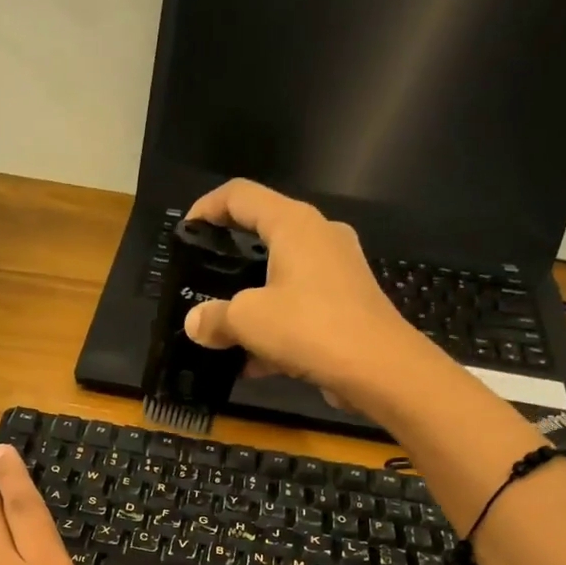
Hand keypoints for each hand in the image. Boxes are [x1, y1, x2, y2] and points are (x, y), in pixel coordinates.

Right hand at [183, 178, 438, 417]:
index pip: (241, 195)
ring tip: (223, 333)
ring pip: (281, 279)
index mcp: (294, 224)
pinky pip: (299, 309)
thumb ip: (215, 318)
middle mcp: (319, 237)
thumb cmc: (310, 327)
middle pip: (263, 236)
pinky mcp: (346, 305)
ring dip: (251, 304)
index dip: (207, 207)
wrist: (379, 369)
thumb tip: (194, 323)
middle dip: (229, 262)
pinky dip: (275, 329)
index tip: (186, 233)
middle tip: (202, 285)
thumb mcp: (249, 321)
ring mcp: (337, 272)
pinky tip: (253, 364)